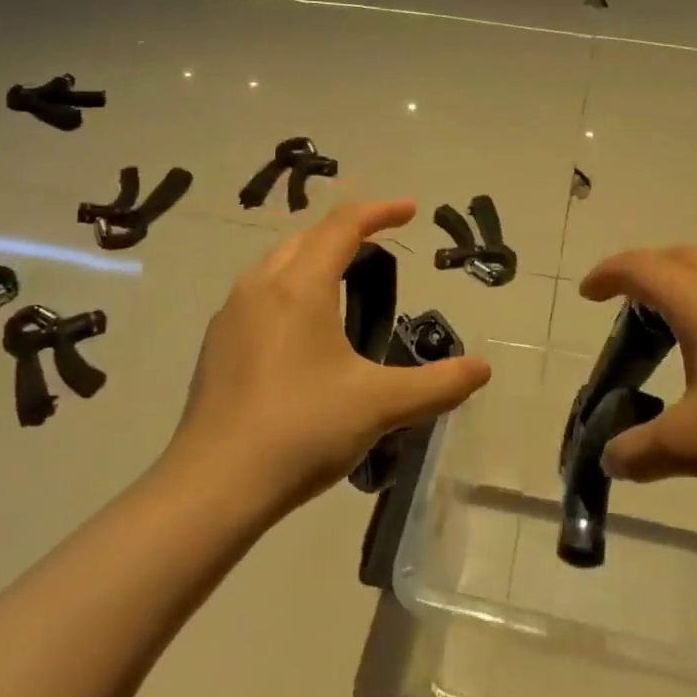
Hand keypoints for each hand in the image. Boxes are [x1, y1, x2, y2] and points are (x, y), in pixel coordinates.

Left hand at [168, 201, 491, 515]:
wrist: (214, 485)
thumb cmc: (302, 430)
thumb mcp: (380, 406)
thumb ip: (437, 384)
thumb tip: (482, 368)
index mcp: (300, 287)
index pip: (343, 225)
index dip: (380, 211)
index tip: (411, 211)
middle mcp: (261, 287)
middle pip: (307, 237)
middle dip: (347, 232)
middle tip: (381, 247)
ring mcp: (231, 314)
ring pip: (277, 263)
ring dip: (313, 257)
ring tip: (343, 280)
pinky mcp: (216, 344)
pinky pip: (258, 292)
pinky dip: (289, 287)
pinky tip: (301, 328)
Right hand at [580, 246, 696, 504]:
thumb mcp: (691, 448)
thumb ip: (638, 451)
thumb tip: (611, 458)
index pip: (641, 268)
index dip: (607, 274)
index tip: (588, 294)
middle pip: (679, 257)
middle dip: (646, 273)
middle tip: (628, 309)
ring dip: (688, 287)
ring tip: (678, 332)